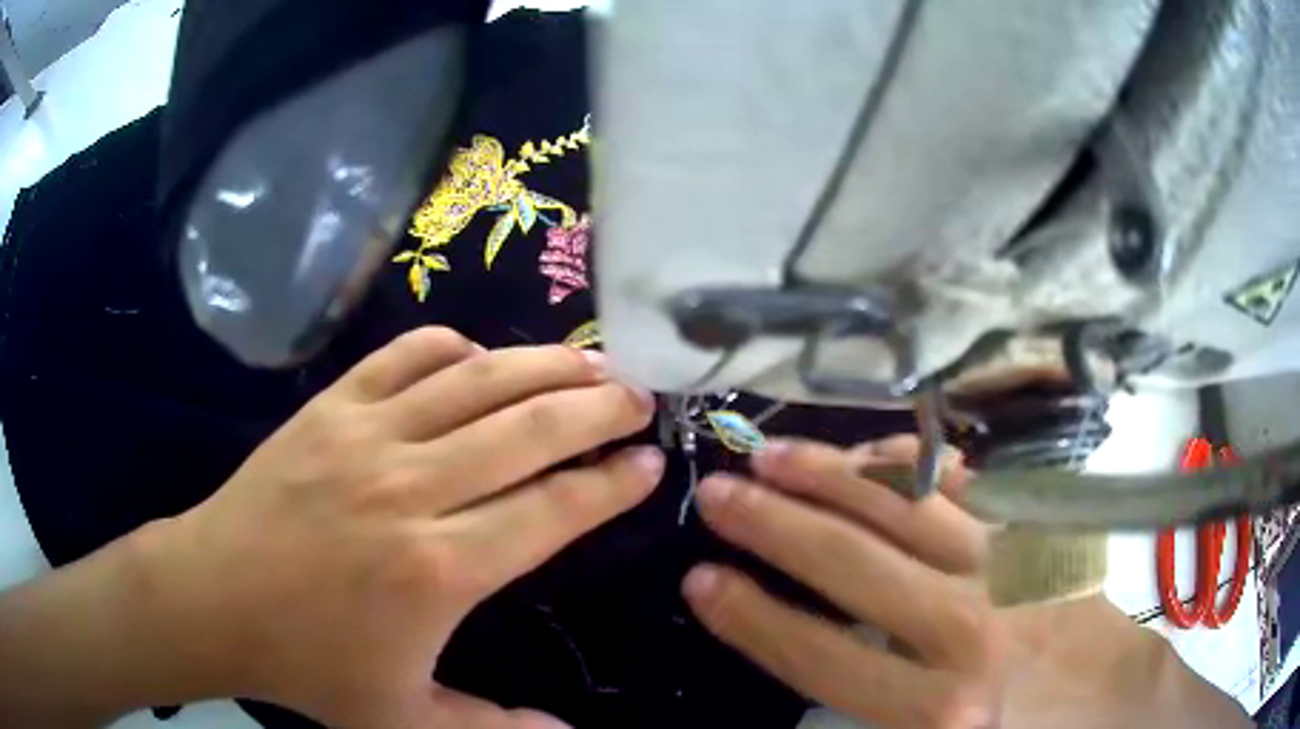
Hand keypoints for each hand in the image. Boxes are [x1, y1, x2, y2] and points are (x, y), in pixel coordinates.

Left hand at [144, 328, 662, 727]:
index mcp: (438, 569)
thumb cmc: (308, 664)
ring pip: (477, 380)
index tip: (650, 463)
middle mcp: (411, 488)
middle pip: (528, 429)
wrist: (215, 596)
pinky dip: (456, 347)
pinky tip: (481, 358)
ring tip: (590, 364)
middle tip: (639, 398)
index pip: (553, 510)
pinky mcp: (330, 406)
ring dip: (544, 366)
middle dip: (597, 409)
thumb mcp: (403, 722)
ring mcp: (366, 435)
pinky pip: (407, 356)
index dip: (611, 484)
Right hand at [682, 436, 1005, 728]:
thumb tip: (799, 672)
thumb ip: (866, 719)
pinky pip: (962, 481)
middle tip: (716, 492)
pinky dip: (907, 463)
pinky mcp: (1037, 531)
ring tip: (773, 454)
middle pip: (853, 564)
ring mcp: (1009, 566)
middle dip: (772, 525)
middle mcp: (969, 631)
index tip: (700, 579)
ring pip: (904, 505)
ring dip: (831, 475)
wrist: (1114, 698)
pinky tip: (868, 450)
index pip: (821, 655)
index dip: (752, 617)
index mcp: (940, 710)